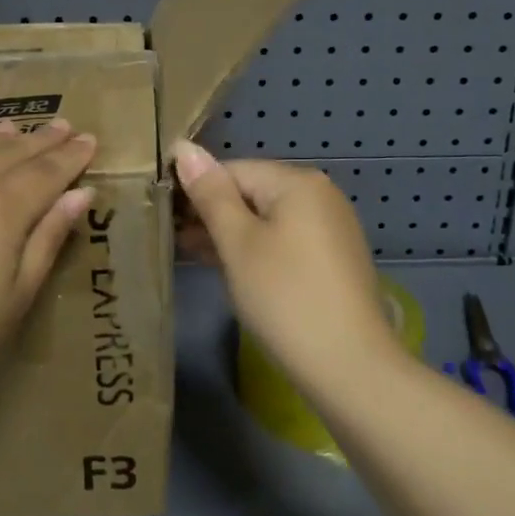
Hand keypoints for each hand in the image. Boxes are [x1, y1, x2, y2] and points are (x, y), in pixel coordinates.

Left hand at [0, 120, 97, 413]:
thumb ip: (48, 238)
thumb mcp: (15, 297)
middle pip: (9, 151)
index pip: (47, 171)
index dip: (71, 156)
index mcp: (0, 208)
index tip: (89, 140)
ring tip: (14, 130)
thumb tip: (79, 194)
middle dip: (40, 139)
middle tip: (61, 125)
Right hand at [171, 141, 401, 388]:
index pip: (232, 170)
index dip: (195, 191)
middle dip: (212, 214)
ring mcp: (331, 227)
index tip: (164, 218)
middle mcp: (320, 195)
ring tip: (191, 255)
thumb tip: (184, 148)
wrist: (350, 367)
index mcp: (298, 182)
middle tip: (172, 240)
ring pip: (267, 219)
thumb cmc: (285, 297)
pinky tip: (230, 269)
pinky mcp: (333, 259)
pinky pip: (285, 240)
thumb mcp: (238, 244)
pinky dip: (257, 250)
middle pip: (252, 192)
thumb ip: (210, 195)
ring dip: (230, 234)